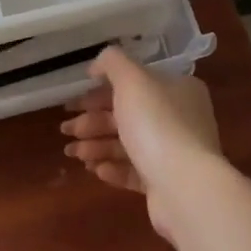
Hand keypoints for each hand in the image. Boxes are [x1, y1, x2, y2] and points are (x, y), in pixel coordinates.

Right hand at [61, 47, 224, 239]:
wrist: (185, 187)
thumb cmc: (157, 124)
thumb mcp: (131, 79)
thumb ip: (112, 63)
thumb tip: (97, 66)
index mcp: (178, 89)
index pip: (134, 84)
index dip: (100, 91)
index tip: (74, 102)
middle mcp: (180, 118)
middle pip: (128, 115)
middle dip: (93, 121)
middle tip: (66, 129)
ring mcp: (175, 153)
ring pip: (128, 144)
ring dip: (97, 146)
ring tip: (73, 153)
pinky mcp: (167, 184)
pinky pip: (135, 171)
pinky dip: (113, 168)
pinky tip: (95, 170)